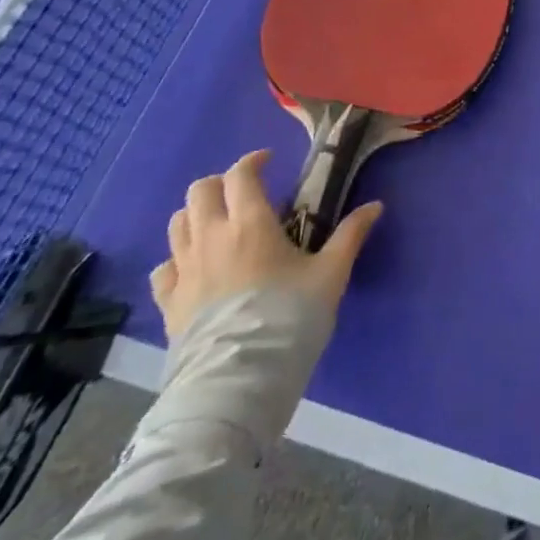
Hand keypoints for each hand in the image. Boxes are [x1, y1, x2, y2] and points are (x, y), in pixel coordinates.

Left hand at [150, 149, 382, 340]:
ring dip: (197, 215)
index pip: (239, 175)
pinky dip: (177, 258)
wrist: (239, 379)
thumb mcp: (331, 274)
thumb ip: (350, 235)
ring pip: (177, 224)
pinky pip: (163, 268)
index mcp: (250, 223)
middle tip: (246, 192)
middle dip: (222, 183)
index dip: (252, 161)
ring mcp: (183, 271)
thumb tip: (376, 205)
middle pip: (200, 192)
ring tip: (221, 224)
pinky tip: (195, 267)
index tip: (269, 161)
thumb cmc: (290, 317)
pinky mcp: (168, 303)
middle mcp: (210, 238)